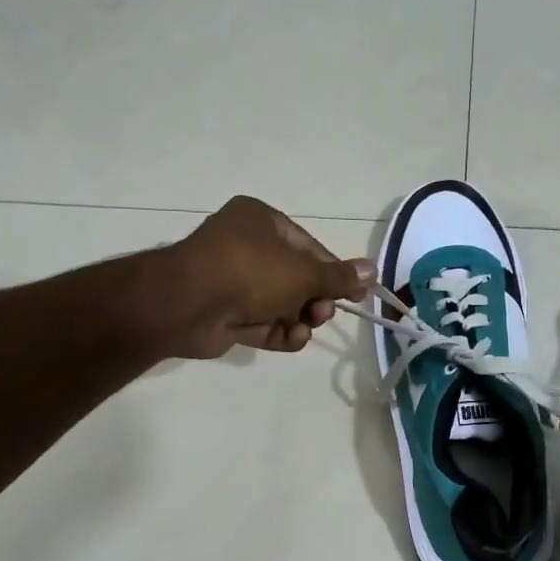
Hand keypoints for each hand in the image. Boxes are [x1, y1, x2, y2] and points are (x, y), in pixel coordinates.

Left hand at [161, 197, 373, 358]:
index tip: (357, 295)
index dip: (335, 272)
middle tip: (322, 313)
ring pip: (279, 303)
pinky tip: (292, 339)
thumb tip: (373, 271)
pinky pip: (260, 322)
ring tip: (305, 327)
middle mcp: (245, 246)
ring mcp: (231, 282)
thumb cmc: (250, 272)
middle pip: (295, 277)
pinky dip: (279, 332)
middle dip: (314, 299)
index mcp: (261, 221)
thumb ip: (338, 276)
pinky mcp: (223, 314)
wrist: (186, 304)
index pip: (308, 247)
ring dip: (299, 318)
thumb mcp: (303, 272)